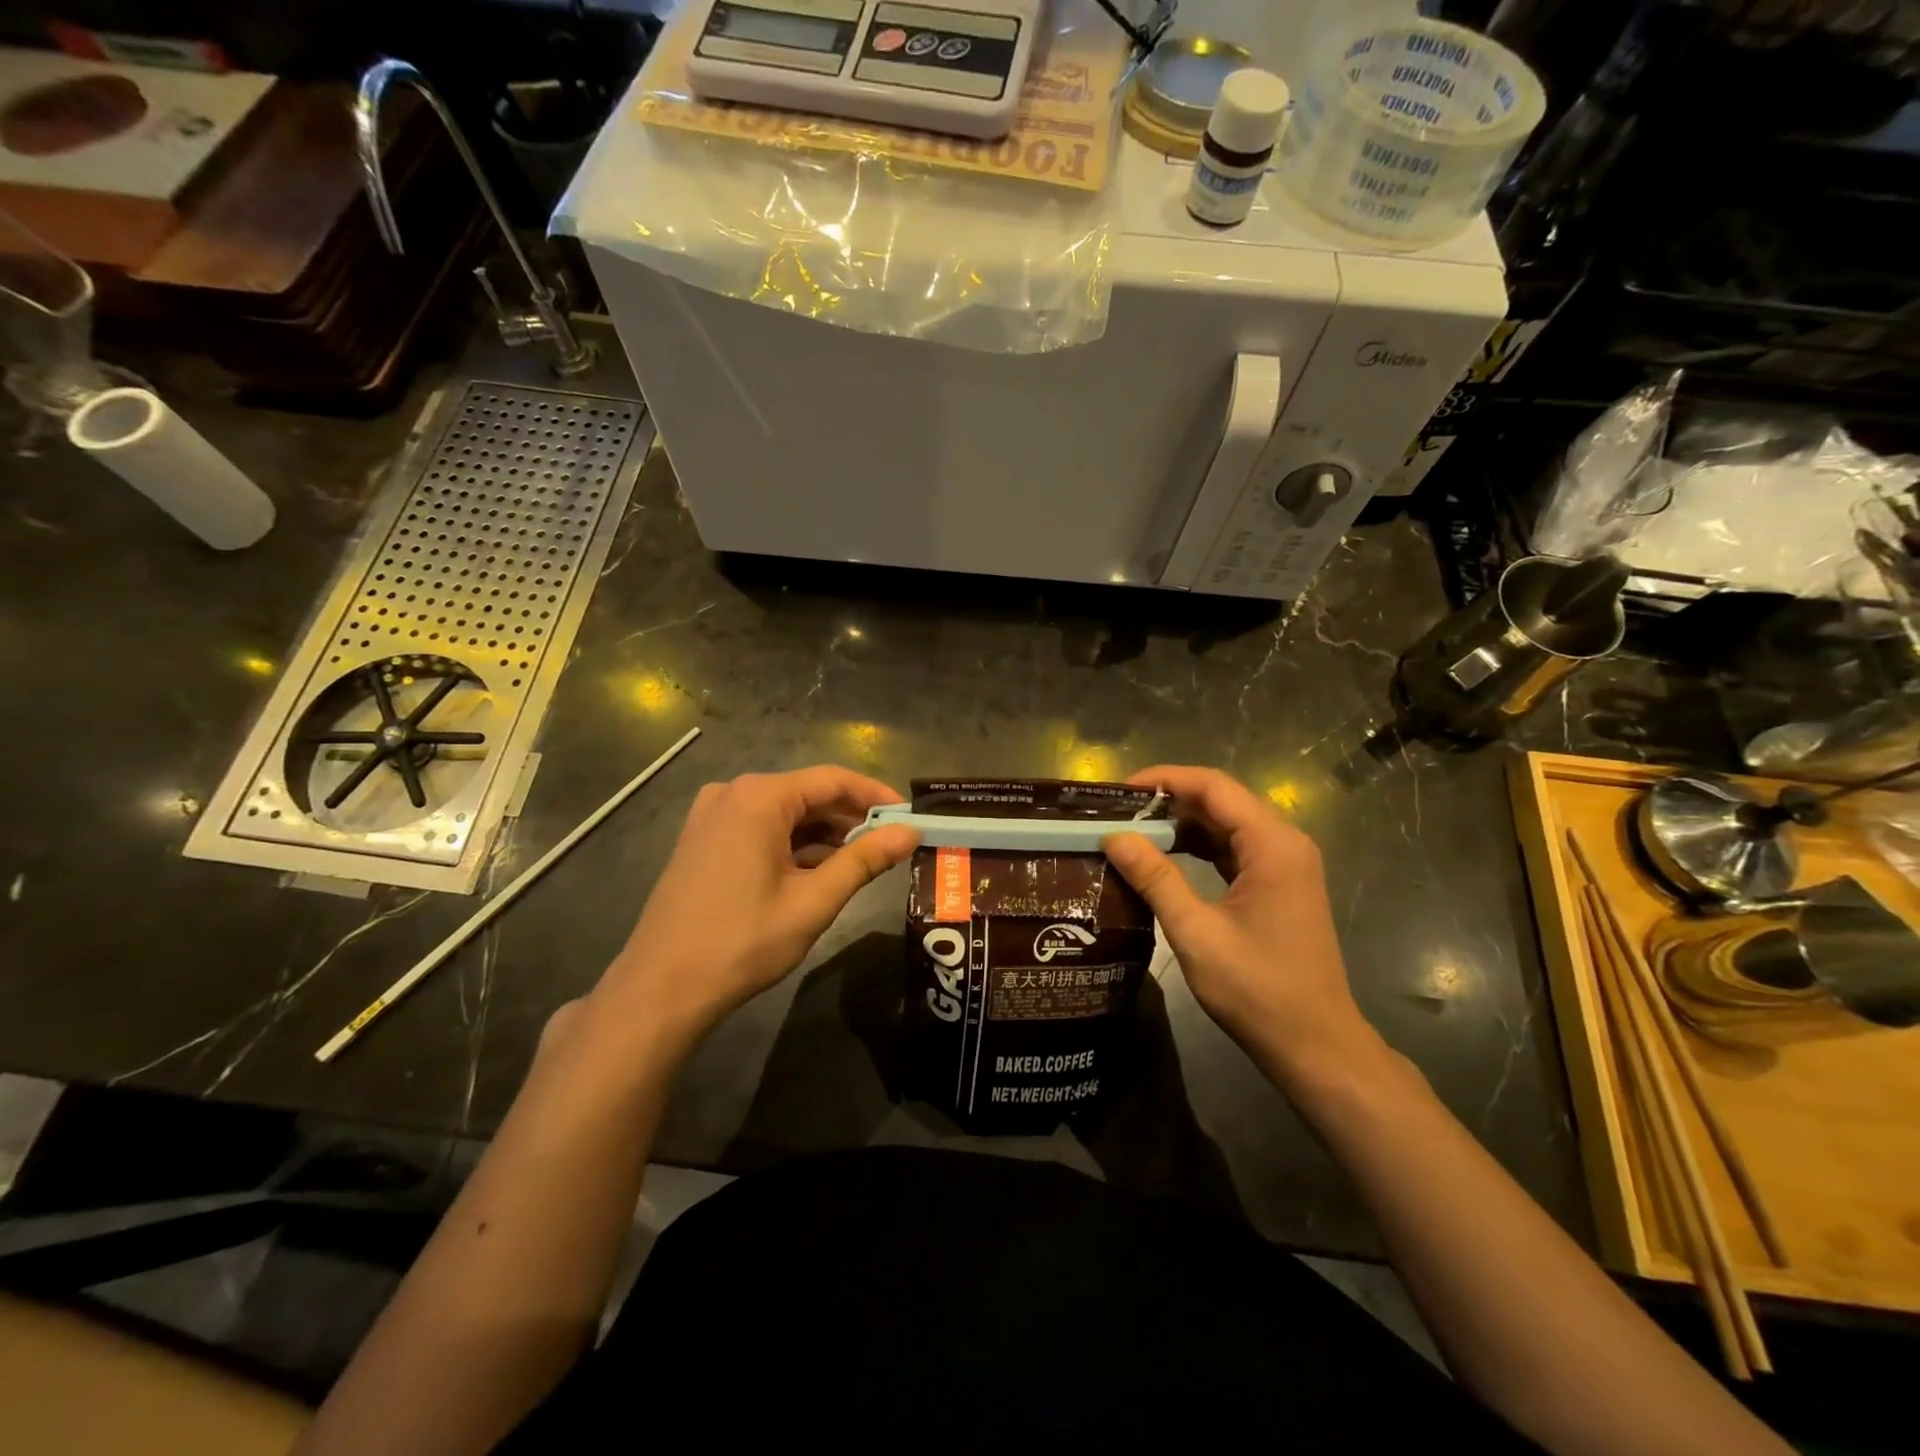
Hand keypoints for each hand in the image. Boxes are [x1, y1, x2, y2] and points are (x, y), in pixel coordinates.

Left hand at [596, 768, 918, 1047]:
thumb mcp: (814, 900)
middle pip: (808, 794)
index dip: (876, 797)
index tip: (910, 816)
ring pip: (785, 813)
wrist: (662, 988)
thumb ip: (865, 860)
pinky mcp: (703, 839)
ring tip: (861, 862)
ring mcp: (712, 815)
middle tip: (891, 845)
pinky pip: (761, 828)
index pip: (833, 780)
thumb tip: (910, 832)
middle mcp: (733, 793)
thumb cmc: (743, 941)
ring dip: (823, 834)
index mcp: (759, 797)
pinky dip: (793, 845)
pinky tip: (817, 871)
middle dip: (851, 819)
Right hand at [1103, 766, 1377, 1083]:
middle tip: (1118, 812)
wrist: (1314, 1044)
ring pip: (1226, 824)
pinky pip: (1233, 848)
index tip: (1119, 791)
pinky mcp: (1279, 884)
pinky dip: (1199, 846)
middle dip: (1168, 800)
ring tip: (1132, 831)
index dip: (1164, 779)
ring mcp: (1285, 864)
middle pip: (1221, 800)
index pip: (1213, 786)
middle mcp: (1284, 843)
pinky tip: (1164, 856)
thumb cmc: (1257, 989)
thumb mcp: (1196, 932)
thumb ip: (1155, 878)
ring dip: (1181, 823)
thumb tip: (1113, 837)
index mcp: (1272, 844)